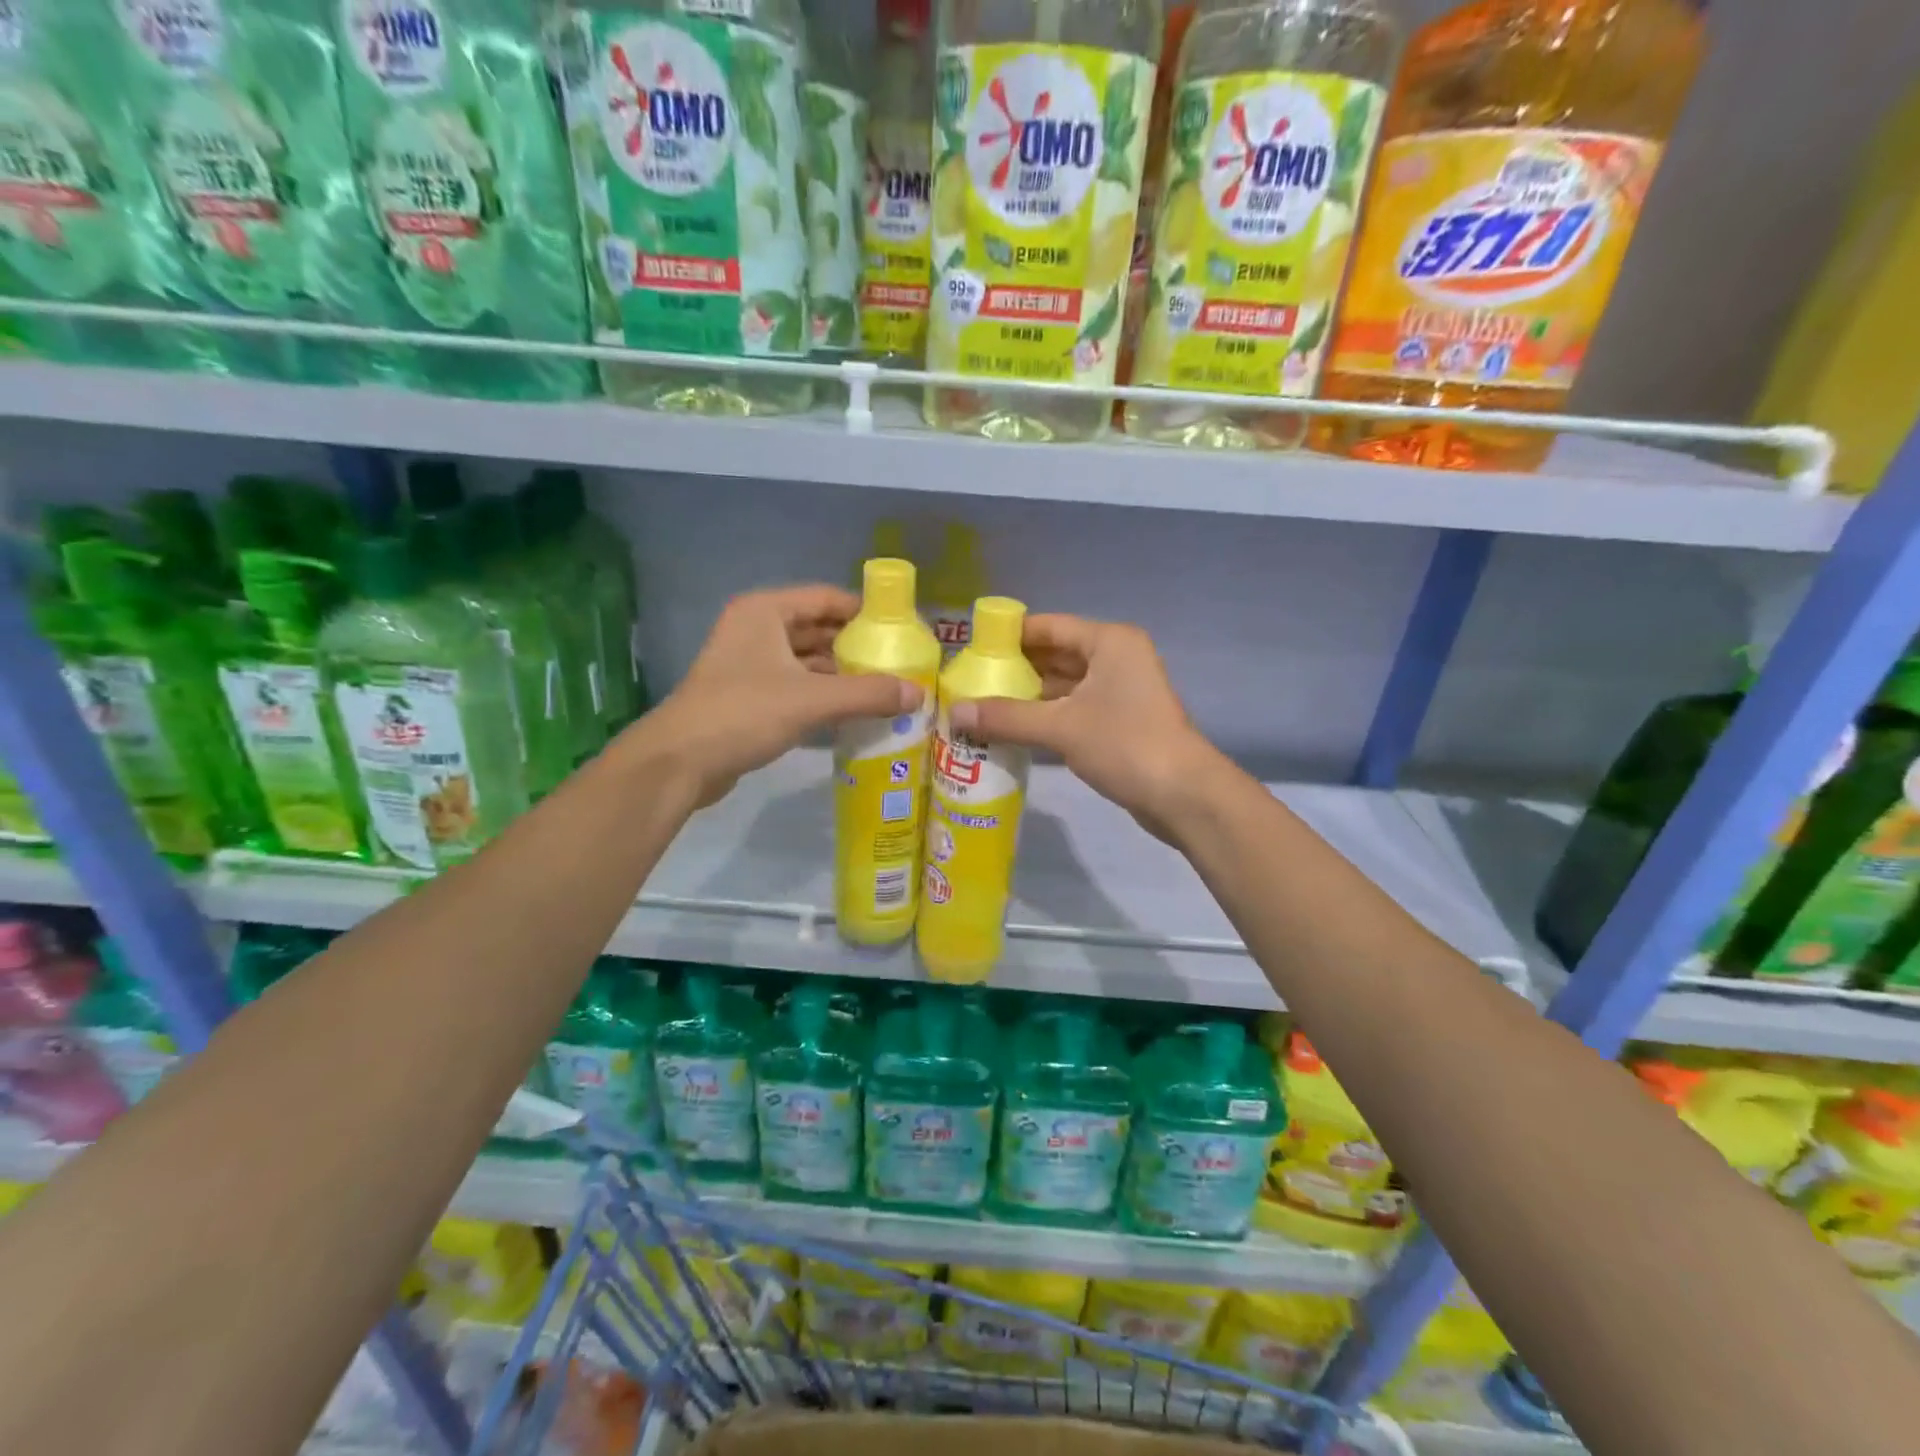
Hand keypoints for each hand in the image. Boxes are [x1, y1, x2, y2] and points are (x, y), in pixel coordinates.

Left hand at [639, 585, 920, 807]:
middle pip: (818, 629)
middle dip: (856, 647)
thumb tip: (919, 693)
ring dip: (841, 674)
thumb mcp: (812, 699)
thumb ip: (868, 693)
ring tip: (884, 689)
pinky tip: (853, 712)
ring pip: (807, 660)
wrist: (680, 762)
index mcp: (766, 611)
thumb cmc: (744, 713)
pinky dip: (823, 694)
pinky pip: (796, 686)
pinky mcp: (748, 696)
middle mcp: (756, 629)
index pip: (827, 598)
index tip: (902, 630)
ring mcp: (749, 663)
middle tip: (900, 664)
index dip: (865, 612)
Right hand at [947, 615, 1219, 839]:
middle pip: (1055, 654)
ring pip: (1064, 685)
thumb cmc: (1124, 744)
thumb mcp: (1060, 727)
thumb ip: (1006, 717)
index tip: (970, 649)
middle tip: (969, 680)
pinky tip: (1013, 728)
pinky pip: (1074, 708)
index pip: (1049, 627)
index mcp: (1108, 642)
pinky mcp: (1120, 721)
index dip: (1010, 636)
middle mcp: (1116, 658)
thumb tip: (954, 712)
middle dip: (1015, 668)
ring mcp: (1120, 691)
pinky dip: (1046, 715)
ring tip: (982, 704)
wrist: (1182, 795)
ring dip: (1028, 695)